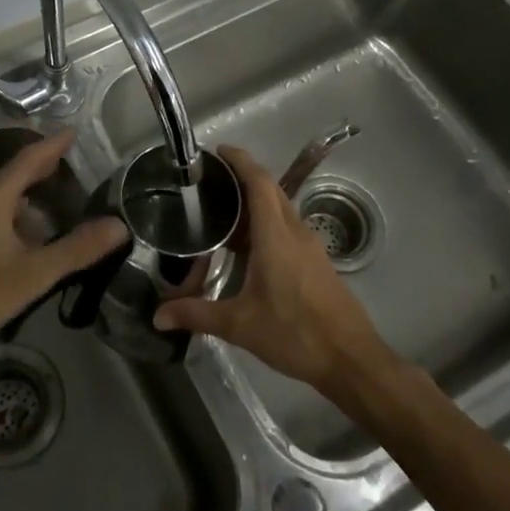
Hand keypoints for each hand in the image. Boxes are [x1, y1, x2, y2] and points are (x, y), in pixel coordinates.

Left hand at [0, 129, 127, 364]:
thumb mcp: (35, 272)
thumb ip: (77, 248)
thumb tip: (119, 226)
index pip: (29, 159)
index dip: (53, 145)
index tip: (73, 132)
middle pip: (15, 173)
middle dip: (42, 166)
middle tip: (70, 160)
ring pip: (3, 194)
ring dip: (29, 191)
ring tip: (56, 194)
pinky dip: (16, 210)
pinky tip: (29, 231)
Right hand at [154, 144, 389, 395]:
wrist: (351, 360)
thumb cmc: (296, 334)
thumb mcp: (240, 325)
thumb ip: (197, 315)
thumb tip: (158, 316)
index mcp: (276, 236)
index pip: (259, 182)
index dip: (240, 160)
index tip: (218, 151)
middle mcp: (295, 232)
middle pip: (270, 190)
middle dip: (243, 178)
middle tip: (210, 182)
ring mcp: (310, 246)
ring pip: (280, 210)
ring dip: (254, 204)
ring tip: (221, 212)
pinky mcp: (316, 262)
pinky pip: (287, 229)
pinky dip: (265, 225)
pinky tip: (246, 249)